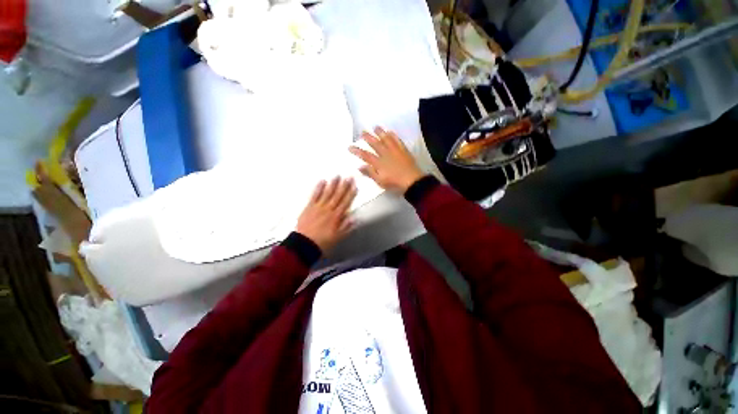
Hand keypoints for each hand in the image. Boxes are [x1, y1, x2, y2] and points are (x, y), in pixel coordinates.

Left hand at [295, 177, 356, 251]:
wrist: (304, 244)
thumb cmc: (323, 242)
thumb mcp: (338, 237)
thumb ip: (346, 227)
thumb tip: (355, 218)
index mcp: (336, 216)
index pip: (346, 202)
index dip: (351, 193)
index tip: (355, 186)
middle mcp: (329, 209)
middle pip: (338, 196)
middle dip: (344, 186)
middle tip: (349, 177)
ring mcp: (318, 207)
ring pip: (327, 193)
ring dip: (333, 184)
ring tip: (337, 176)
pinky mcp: (309, 207)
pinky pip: (314, 195)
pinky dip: (318, 188)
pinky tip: (322, 181)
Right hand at [349, 127, 424, 193]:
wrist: (412, 181)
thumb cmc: (395, 183)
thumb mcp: (380, 181)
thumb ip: (370, 173)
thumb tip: (360, 166)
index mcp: (379, 163)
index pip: (365, 155)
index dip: (357, 151)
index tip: (350, 147)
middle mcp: (386, 154)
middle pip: (375, 144)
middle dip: (368, 137)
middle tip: (362, 132)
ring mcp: (395, 151)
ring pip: (386, 139)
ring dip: (380, 132)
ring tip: (376, 127)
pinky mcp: (403, 150)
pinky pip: (397, 140)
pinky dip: (393, 135)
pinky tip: (390, 132)